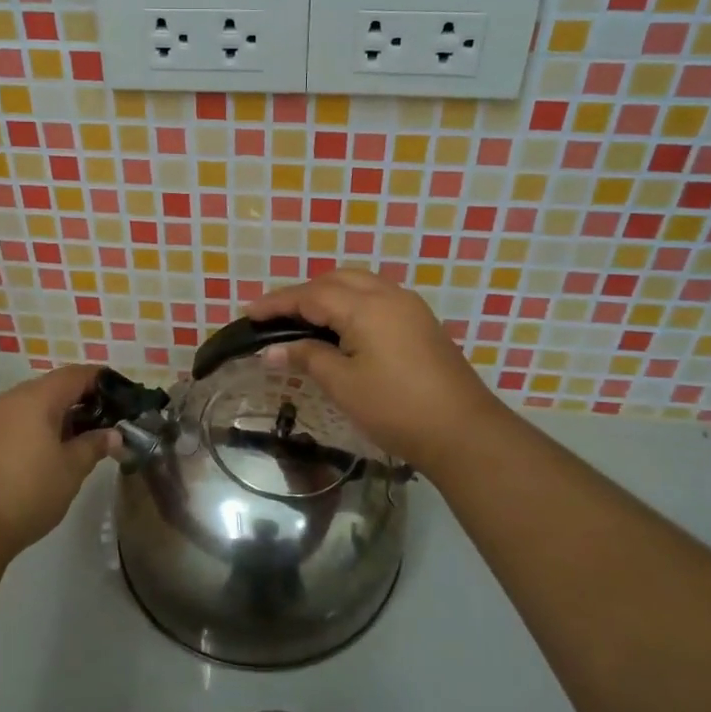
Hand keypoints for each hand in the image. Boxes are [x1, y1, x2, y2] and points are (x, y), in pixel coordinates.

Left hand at [0, 365, 117, 552]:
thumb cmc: (28, 492)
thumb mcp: (71, 470)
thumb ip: (94, 445)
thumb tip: (112, 434)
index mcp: (35, 398)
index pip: (74, 375)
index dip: (100, 380)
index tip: (121, 394)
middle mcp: (8, 399)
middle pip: (50, 388)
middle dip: (78, 402)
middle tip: (101, 424)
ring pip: (29, 406)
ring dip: (54, 417)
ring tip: (75, 443)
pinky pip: (12, 423)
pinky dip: (32, 430)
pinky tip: (43, 456)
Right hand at [249, 270, 509, 476]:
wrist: (462, 430)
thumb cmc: (395, 408)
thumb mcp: (343, 385)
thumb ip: (307, 358)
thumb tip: (270, 351)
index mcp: (365, 306)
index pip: (311, 295)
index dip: (277, 303)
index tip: (248, 313)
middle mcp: (388, 295)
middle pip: (335, 280)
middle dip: (302, 293)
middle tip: (274, 315)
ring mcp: (408, 306)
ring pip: (359, 284)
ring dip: (328, 294)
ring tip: (303, 317)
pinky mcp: (420, 322)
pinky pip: (376, 297)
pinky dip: (350, 302)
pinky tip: (340, 324)